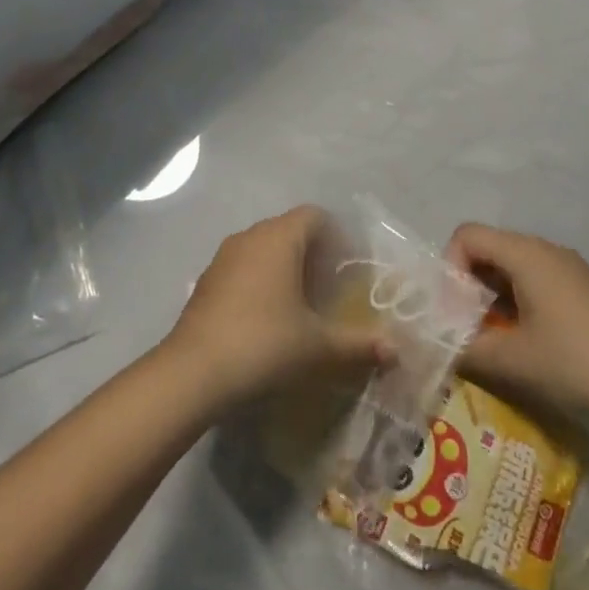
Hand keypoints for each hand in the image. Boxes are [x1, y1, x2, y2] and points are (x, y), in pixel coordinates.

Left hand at [163, 206, 390, 412]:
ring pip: (263, 248)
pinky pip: (242, 268)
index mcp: (280, 238)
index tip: (346, 269)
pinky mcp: (206, 281)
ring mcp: (223, 257)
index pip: (314, 216)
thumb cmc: (264, 344)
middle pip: (288, 230)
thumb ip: (358, 343)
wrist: (193, 373)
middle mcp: (250, 236)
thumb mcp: (317, 347)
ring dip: (283, 268)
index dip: (335, 236)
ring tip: (299, 307)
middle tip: (329, 290)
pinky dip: (259, 282)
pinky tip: (265, 320)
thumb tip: (395, 350)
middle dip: (312, 254)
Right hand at [448, 223, 588, 423]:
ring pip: (509, 265)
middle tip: (466, 327)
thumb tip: (440, 345)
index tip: (454, 311)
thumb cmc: (578, 361)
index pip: (467, 235)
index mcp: (525, 253)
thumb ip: (468, 348)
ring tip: (491, 337)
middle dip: (467, 284)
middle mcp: (543, 248)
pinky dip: (514, 300)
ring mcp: (565, 265)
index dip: (450, 268)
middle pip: (487, 247)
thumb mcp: (515, 360)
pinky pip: (532, 278)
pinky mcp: (579, 285)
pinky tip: (523, 338)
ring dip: (490, 295)